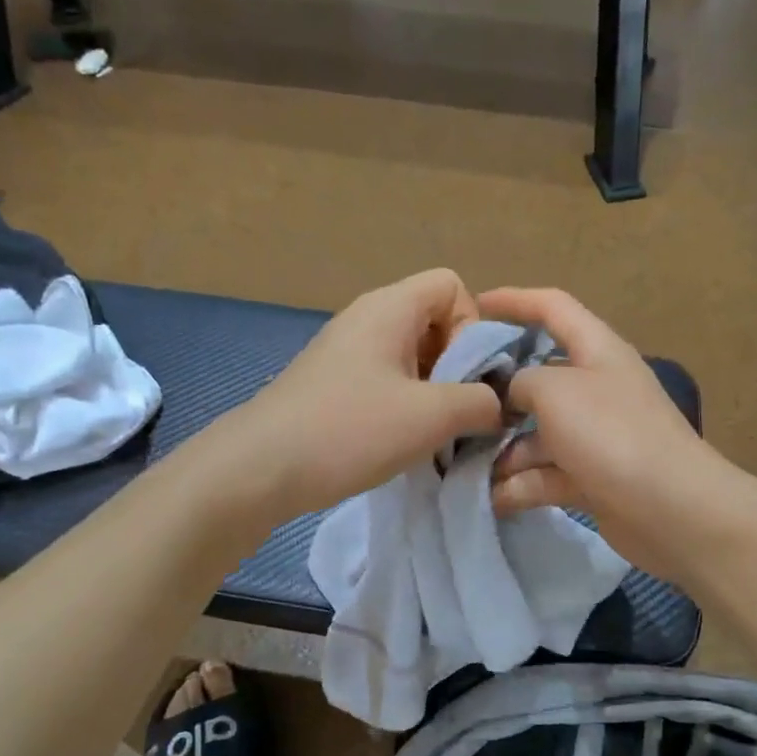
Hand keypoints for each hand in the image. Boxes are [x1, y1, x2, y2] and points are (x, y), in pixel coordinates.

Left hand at [231, 269, 503, 519]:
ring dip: (432, 392)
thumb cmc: (349, 430)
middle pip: (434, 321)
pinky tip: (399, 442)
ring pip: (411, 357)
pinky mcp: (331, 384)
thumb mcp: (431, 416)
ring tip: (430, 434)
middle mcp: (366, 319)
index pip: (452, 286)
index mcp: (389, 307)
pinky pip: (385, 380)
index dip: (473, 326)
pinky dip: (404, 406)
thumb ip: (480, 402)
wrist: (259, 469)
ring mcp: (345, 352)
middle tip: (453, 411)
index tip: (466, 376)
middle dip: (457, 366)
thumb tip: (497, 404)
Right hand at [481, 287, 727, 580]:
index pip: (553, 308)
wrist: (673, 509)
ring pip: (536, 434)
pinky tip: (490, 499)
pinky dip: (520, 484)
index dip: (514, 300)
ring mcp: (594, 436)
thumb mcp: (555, 390)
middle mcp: (595, 388)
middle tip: (453, 405)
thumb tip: (509, 395)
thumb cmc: (612, 433)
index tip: (474, 306)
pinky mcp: (591, 478)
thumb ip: (520, 381)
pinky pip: (545, 473)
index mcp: (597, 350)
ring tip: (461, 467)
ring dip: (502, 451)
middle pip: (537, 377)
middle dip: (496, 393)